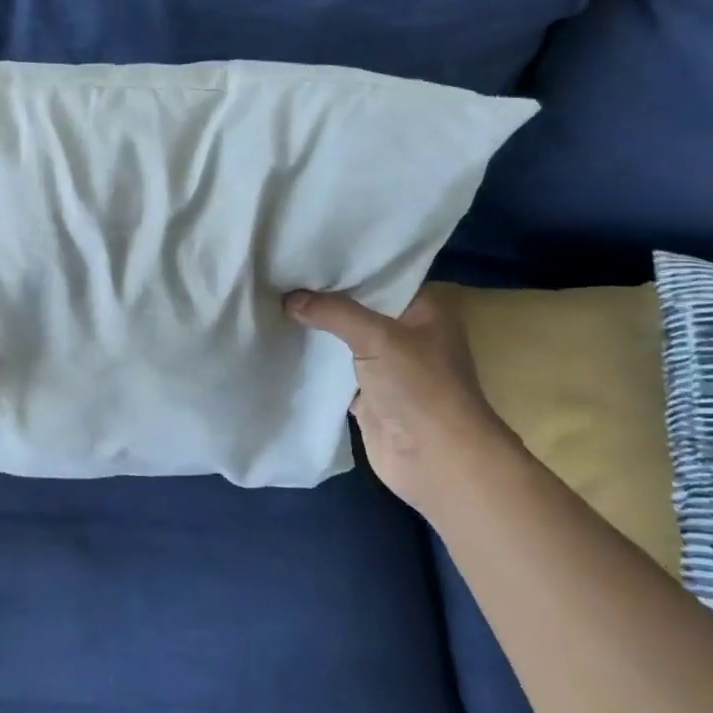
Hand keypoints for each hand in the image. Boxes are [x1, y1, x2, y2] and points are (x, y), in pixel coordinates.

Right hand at [285, 284, 507, 509]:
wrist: (436, 460)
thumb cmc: (420, 387)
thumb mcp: (378, 337)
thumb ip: (333, 312)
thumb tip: (288, 298)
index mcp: (426, 307)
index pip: (382, 274)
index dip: (346, 265)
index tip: (305, 253)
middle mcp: (409, 331)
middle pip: (360, 306)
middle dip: (324, 296)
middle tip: (281, 274)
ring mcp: (388, 365)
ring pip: (346, 338)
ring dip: (318, 329)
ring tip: (275, 302)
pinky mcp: (369, 394)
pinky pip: (336, 369)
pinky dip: (314, 361)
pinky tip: (283, 343)